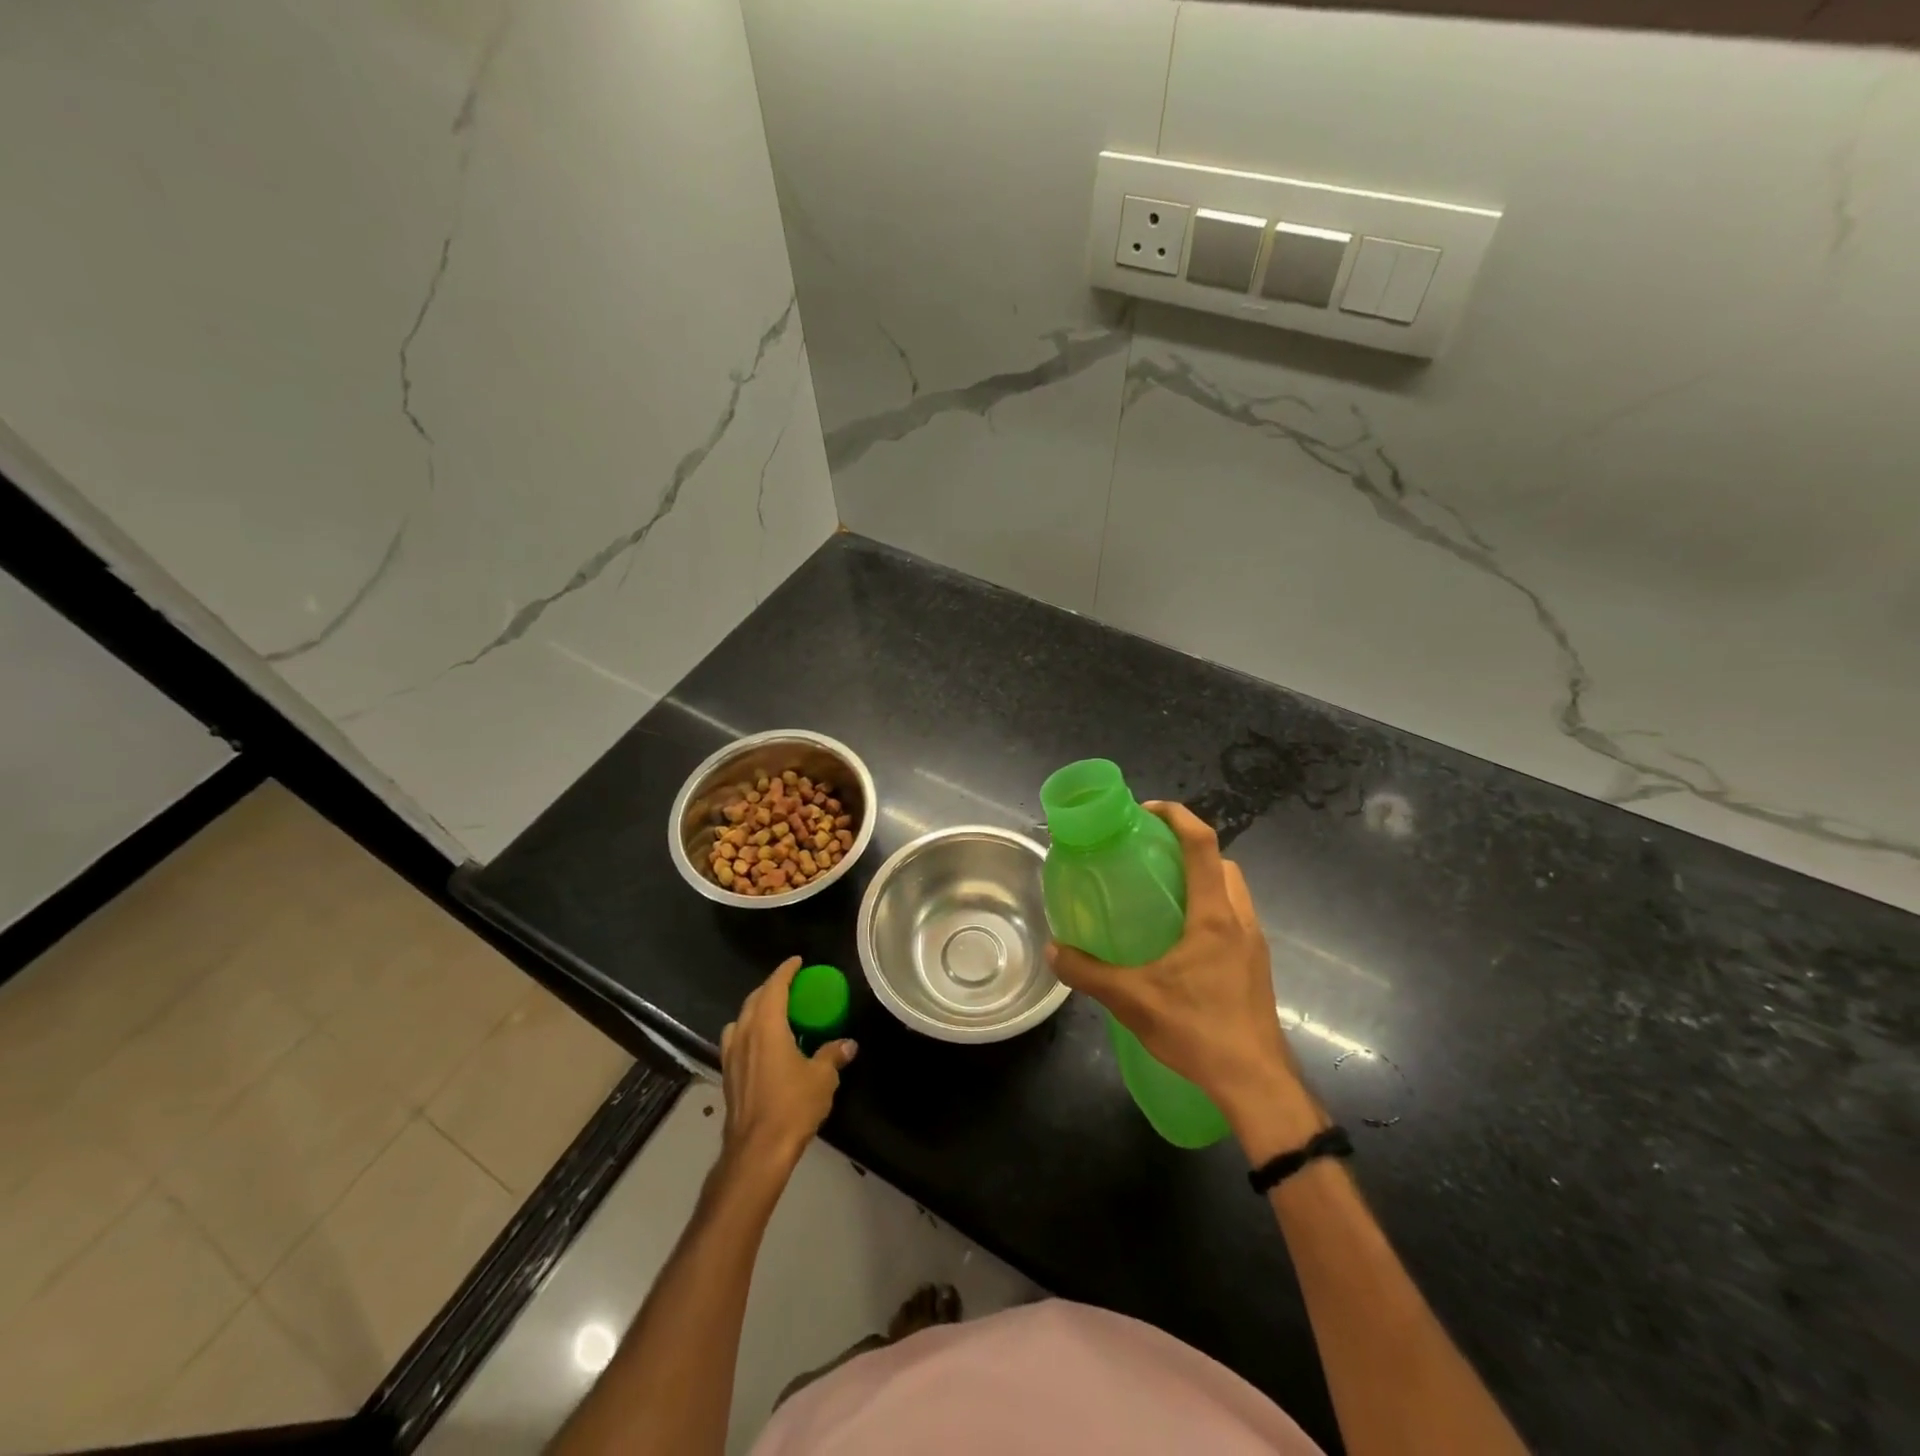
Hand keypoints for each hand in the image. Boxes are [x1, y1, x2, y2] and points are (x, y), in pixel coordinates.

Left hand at [719, 957, 856, 1177]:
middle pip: (754, 1000)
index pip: (774, 987)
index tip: (797, 962)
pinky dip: (748, 1032)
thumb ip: (833, 1055)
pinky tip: (762, 1046)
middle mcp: (744, 1034)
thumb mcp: (822, 1078)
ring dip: (755, 1010)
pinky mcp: (727, 1076)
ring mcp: (731, 1056)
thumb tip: (848, 1044)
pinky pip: (736, 1041)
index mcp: (766, 1026)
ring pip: (740, 1020)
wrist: (757, 1151)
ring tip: (773, 1013)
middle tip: (790, 986)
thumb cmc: (792, 1106)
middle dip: (770, 988)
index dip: (786, 971)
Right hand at [1046, 803, 1320, 1152]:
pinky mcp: (1256, 966)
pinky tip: (1180, 938)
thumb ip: (1088, 972)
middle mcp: (1241, 920)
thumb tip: (1054, 951)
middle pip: (1222, 862)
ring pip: (1233, 890)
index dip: (1178, 816)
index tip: (1147, 811)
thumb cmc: (1197, 1031)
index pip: (1203, 845)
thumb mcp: (1132, 1000)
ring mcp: (1254, 944)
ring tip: (1163, 893)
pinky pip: (1235, 917)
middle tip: (1150, 855)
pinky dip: (1210, 907)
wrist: (1255, 1082)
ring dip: (1203, 878)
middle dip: (1189, 846)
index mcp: (1214, 916)